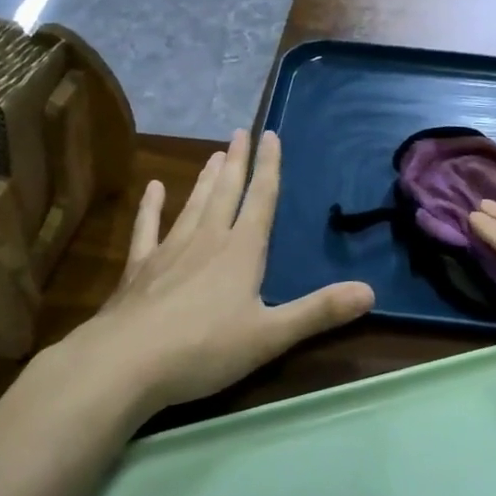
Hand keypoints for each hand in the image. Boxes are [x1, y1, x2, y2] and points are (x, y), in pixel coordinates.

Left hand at [57, 130, 374, 413]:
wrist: (125, 363)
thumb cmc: (205, 349)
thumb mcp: (271, 335)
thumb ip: (319, 312)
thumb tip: (370, 292)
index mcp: (242, 251)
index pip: (261, 199)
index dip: (269, 168)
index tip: (270, 135)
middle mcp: (208, 240)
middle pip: (226, 192)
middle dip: (237, 162)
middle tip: (241, 132)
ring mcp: (170, 250)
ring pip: (194, 204)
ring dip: (206, 178)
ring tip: (214, 154)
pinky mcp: (139, 268)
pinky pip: (148, 228)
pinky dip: (151, 206)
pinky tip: (154, 188)